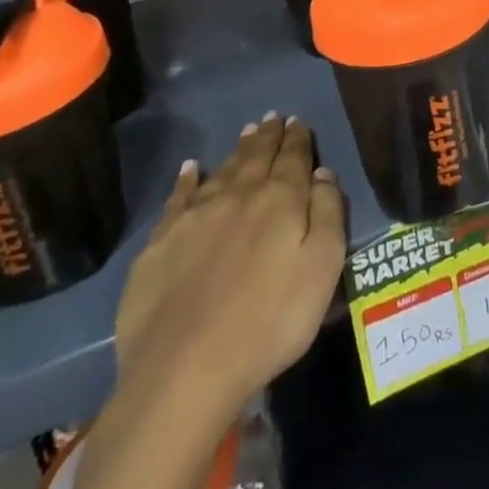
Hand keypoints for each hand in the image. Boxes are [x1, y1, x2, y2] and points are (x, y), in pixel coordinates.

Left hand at [115, 113, 347, 409]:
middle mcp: (239, 195)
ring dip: (237, 151)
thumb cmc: (269, 321)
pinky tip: (190, 168)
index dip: (298, 138)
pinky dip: (186, 179)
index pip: (293, 157)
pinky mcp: (160, 244)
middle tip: (272, 117)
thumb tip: (322, 172)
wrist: (185, 371)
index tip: (298, 121)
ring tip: (246, 133)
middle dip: (268, 136)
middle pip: (257, 157)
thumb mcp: (322, 267)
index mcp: (280, 199)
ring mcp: (195, 217)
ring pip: (223, 170)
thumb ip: (328, 213)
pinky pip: (178, 198)